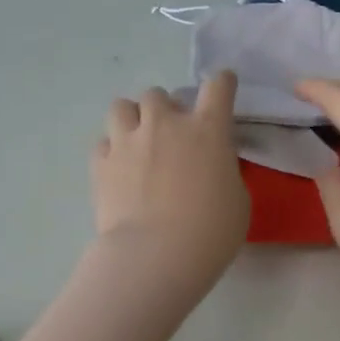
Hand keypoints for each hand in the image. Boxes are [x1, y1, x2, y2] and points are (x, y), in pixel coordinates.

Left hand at [93, 73, 249, 285]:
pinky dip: (112, 151)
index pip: (218, 86)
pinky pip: (103, 143)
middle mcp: (165, 124)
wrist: (155, 256)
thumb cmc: (210, 233)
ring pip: (122, 106)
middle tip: (171, 136)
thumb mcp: (238, 200)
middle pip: (159, 94)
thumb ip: (225, 172)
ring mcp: (128, 141)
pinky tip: (119, 170)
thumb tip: (213, 167)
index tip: (222, 90)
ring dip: (132, 119)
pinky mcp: (101, 163)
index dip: (222, 84)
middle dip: (165, 110)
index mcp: (208, 130)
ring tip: (138, 142)